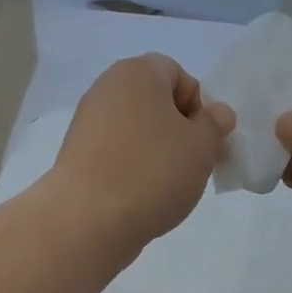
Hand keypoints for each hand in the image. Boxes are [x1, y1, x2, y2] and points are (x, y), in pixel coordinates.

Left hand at [47, 54, 235, 244]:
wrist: (88, 221)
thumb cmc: (152, 173)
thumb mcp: (202, 148)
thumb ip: (215, 125)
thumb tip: (216, 114)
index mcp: (137, 72)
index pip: (179, 75)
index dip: (198, 107)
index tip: (202, 143)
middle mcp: (106, 88)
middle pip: (155, 104)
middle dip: (177, 132)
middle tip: (189, 167)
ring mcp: (86, 123)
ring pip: (135, 131)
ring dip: (155, 153)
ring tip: (163, 187)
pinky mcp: (75, 155)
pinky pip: (115, 154)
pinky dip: (131, 169)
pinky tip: (138, 196)